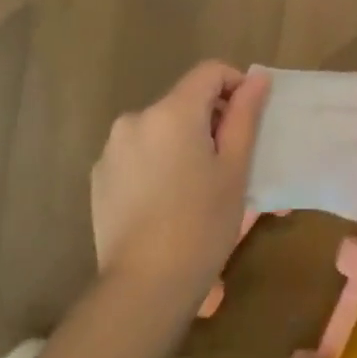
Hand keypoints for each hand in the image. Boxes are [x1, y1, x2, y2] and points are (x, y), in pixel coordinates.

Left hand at [91, 61, 269, 308]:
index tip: (248, 120)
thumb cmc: (203, 225)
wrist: (145, 285)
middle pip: (183, 102)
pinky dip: (156, 162)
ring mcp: (112, 147)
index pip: (210, 72)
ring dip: (181, 142)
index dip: (235, 86)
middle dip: (209, 121)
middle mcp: (136, 118)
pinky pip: (137, 153)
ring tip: (196, 187)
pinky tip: (165, 202)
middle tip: (228, 164)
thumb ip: (245, 116)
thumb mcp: (235, 169)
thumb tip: (257, 77)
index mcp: (172, 112)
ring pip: (160, 129)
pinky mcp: (99, 175)